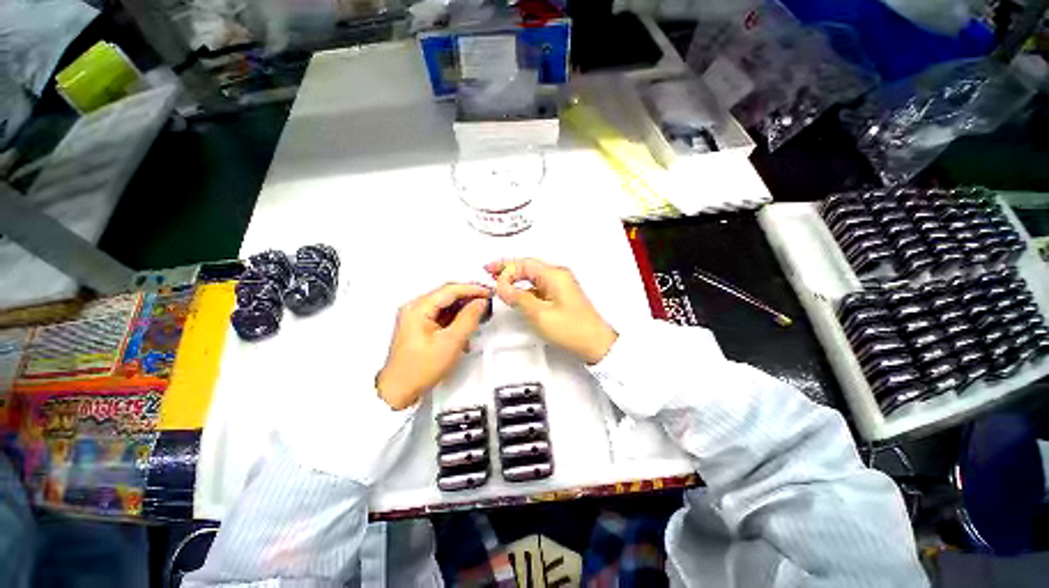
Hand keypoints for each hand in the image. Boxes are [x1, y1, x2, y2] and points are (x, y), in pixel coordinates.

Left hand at [377, 283, 491, 409]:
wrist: (399, 391)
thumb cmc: (420, 369)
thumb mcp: (451, 343)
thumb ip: (468, 319)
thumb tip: (481, 302)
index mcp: (418, 308)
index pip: (450, 289)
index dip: (473, 289)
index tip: (489, 293)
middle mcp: (415, 307)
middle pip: (447, 294)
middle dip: (469, 297)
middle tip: (488, 301)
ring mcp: (416, 317)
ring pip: (446, 304)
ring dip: (464, 308)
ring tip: (481, 313)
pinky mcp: (419, 326)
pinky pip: (441, 314)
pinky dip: (456, 317)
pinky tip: (467, 325)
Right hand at [485, 258, 617, 364]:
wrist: (596, 344)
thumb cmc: (572, 329)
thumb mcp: (539, 314)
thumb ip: (518, 298)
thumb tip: (502, 286)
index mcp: (554, 275)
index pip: (524, 264)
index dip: (505, 269)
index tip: (493, 280)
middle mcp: (558, 275)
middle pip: (528, 266)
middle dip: (507, 268)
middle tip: (489, 270)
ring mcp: (560, 285)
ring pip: (532, 276)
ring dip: (515, 278)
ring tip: (498, 281)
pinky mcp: (561, 295)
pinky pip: (538, 286)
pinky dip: (524, 288)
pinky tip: (516, 295)